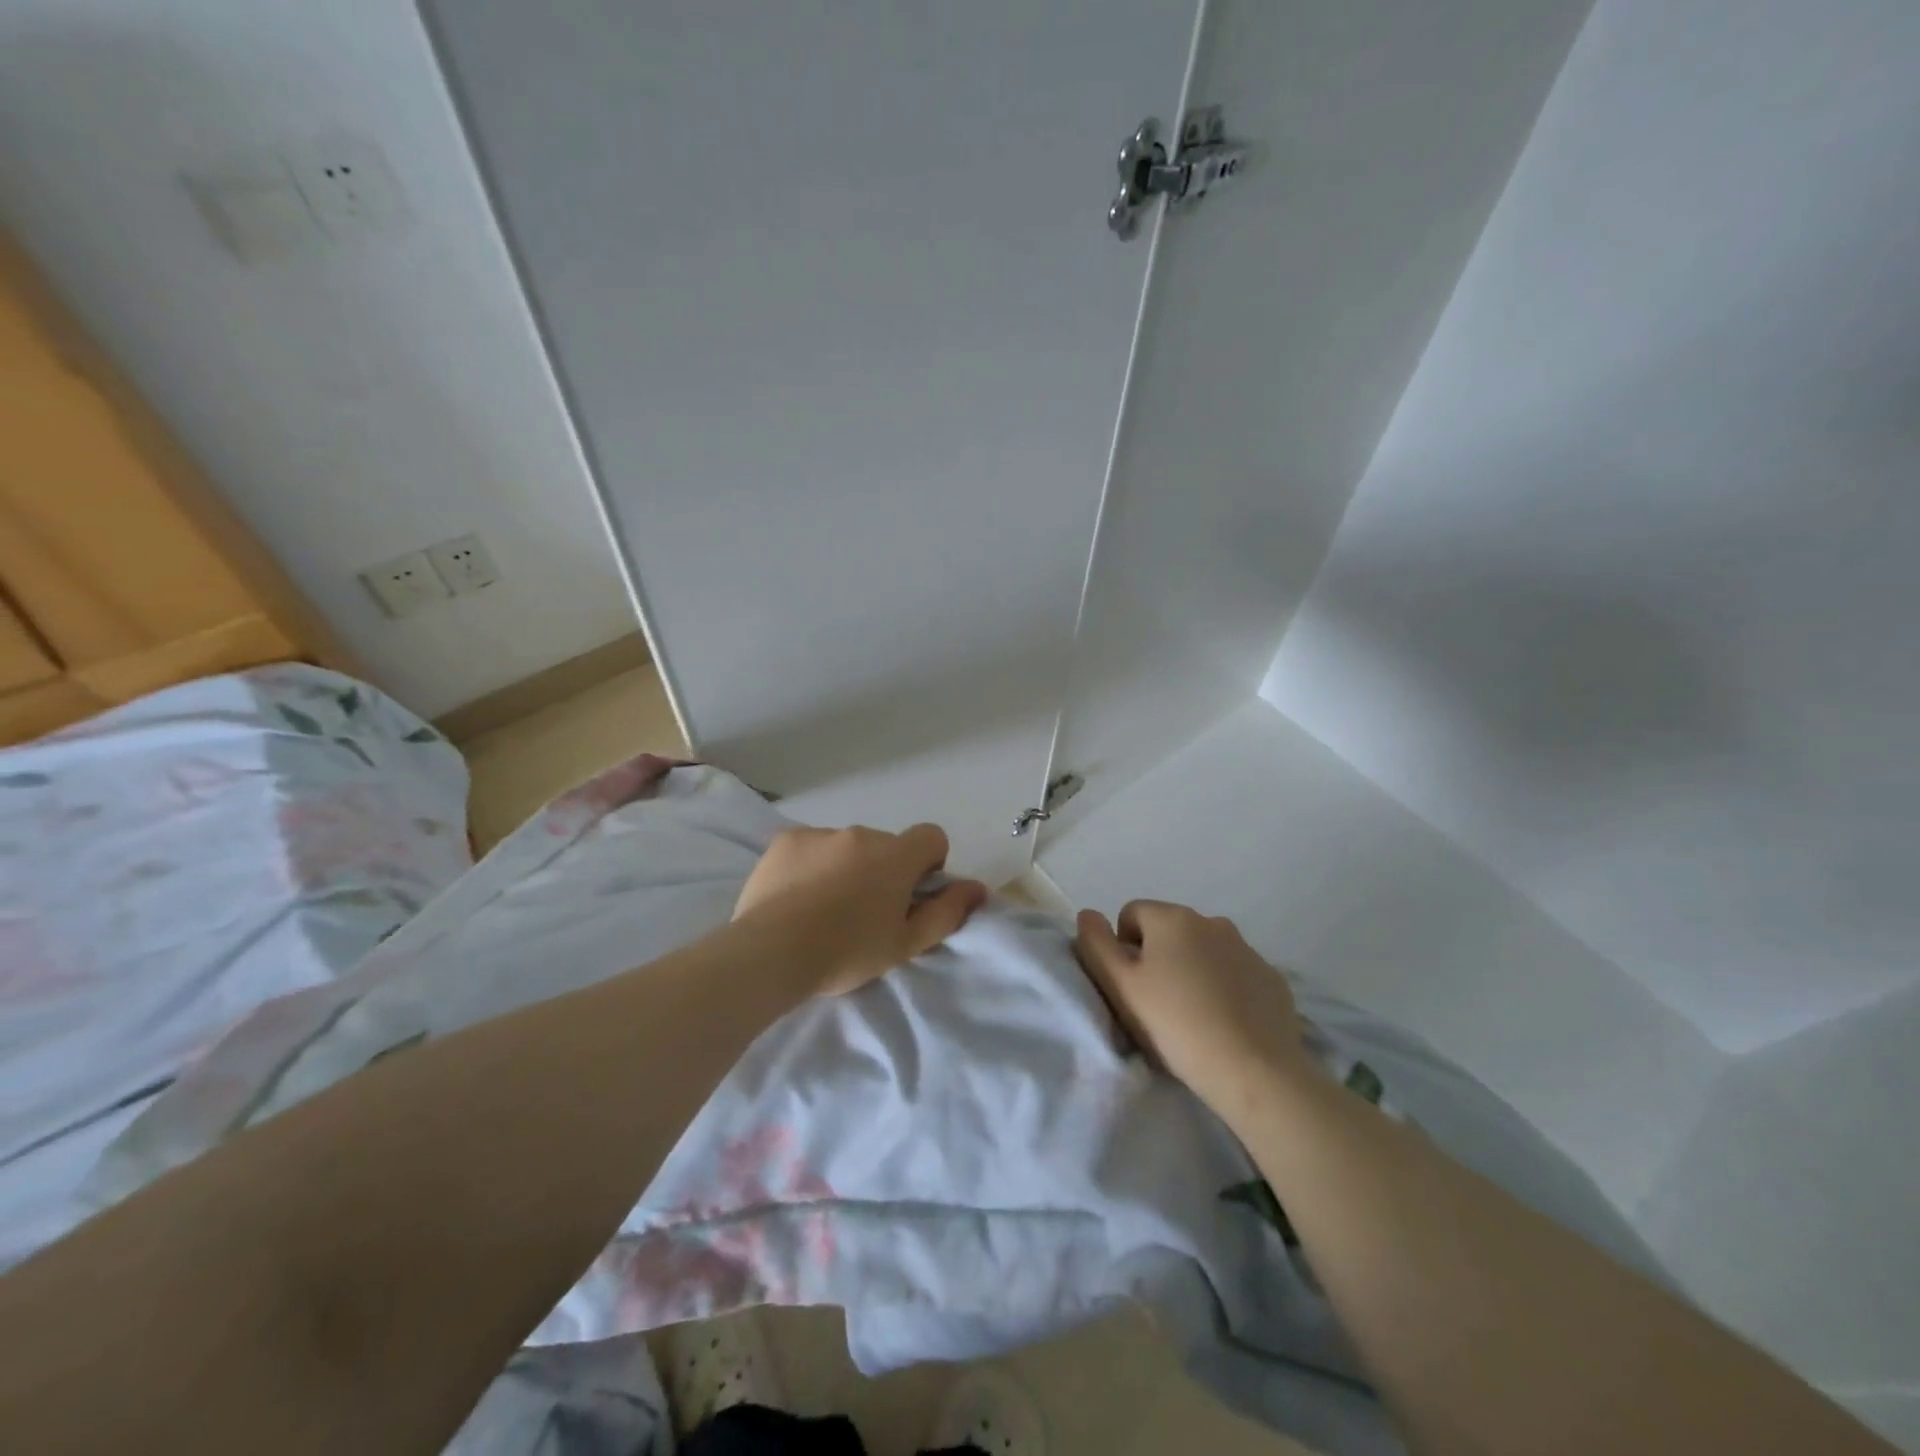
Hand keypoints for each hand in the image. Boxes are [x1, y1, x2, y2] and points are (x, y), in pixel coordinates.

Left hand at [734, 824, 988, 995]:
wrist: (772, 952)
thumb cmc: (847, 952)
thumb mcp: (906, 943)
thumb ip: (947, 911)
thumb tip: (977, 888)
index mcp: (896, 855)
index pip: (932, 837)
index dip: (928, 865)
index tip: (909, 896)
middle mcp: (861, 834)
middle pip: (886, 846)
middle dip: (883, 871)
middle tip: (863, 913)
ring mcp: (820, 833)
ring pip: (847, 846)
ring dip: (846, 867)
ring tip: (823, 909)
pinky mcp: (785, 840)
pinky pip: (812, 847)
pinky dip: (812, 865)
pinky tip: (796, 898)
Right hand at [1074, 901, 1307, 1114]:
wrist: (1255, 1072)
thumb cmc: (1176, 1025)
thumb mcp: (1120, 987)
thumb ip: (1096, 945)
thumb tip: (1088, 915)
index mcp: (1173, 918)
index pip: (1132, 914)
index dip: (1122, 947)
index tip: (1130, 986)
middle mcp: (1212, 922)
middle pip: (1169, 930)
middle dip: (1158, 957)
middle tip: (1157, 1004)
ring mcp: (1248, 949)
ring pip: (1204, 951)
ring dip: (1192, 970)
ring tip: (1192, 1016)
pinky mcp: (1273, 979)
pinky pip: (1235, 973)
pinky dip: (1225, 988)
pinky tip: (1225, 1023)